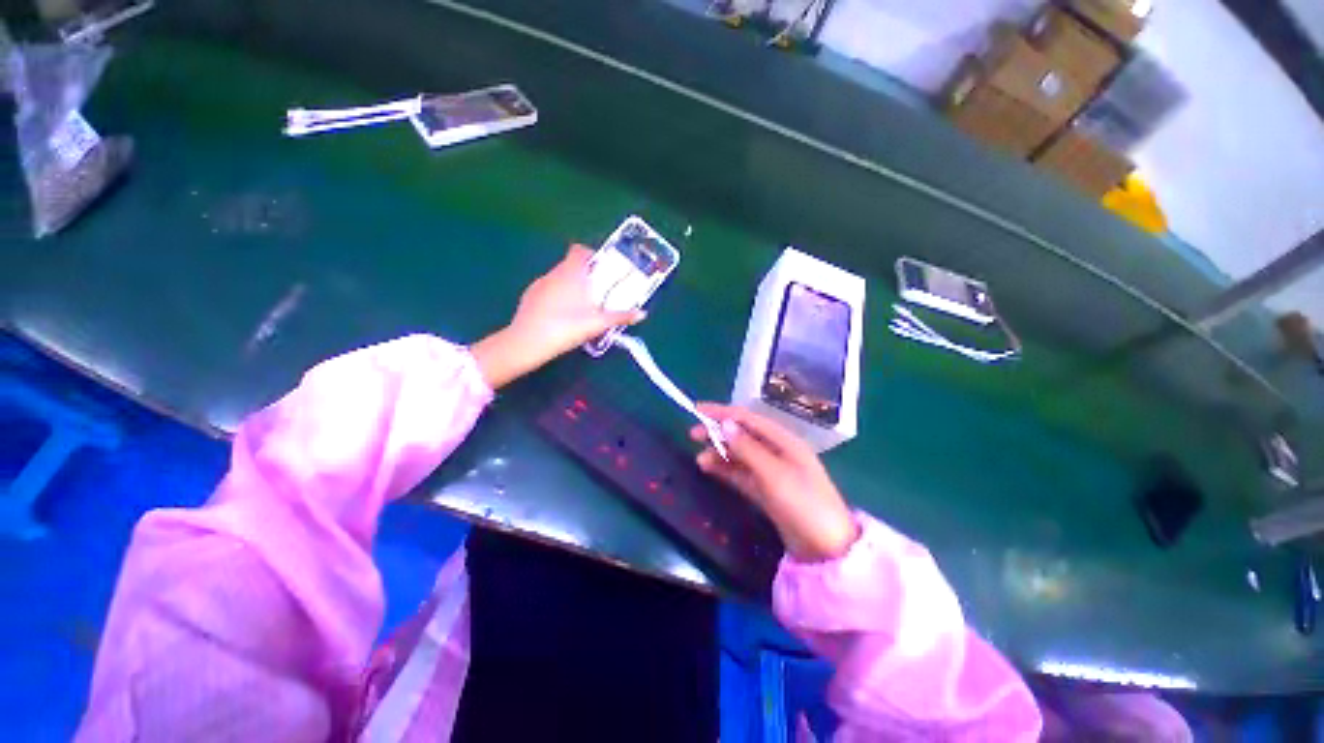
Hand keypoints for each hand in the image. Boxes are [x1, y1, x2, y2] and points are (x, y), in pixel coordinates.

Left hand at [471, 245, 642, 388]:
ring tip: (579, 307)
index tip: (601, 270)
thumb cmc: (567, 327)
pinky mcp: (528, 296)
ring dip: (569, 286)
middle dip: (584, 275)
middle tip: (596, 293)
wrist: (528, 342)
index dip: (591, 255)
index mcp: (572, 273)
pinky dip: (555, 296)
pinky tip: (560, 316)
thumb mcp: (598, 324)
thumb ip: (620, 317)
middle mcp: (554, 273)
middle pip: (570, 265)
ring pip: (558, 278)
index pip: (579, 250)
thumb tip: (642, 314)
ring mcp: (539, 284)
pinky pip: (547, 290)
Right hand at [690, 404, 857, 561]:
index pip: (747, 418)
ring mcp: (771, 470)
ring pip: (739, 454)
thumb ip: (747, 448)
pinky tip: (709, 468)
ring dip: (719, 453)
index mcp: (783, 440)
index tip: (697, 409)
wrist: (826, 549)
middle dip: (717, 432)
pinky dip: (725, 469)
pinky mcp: (765, 489)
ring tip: (699, 459)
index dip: (721, 412)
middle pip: (742, 434)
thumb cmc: (803, 504)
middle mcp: (776, 450)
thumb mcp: (773, 473)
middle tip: (692, 435)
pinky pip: (740, 472)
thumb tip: (724, 423)